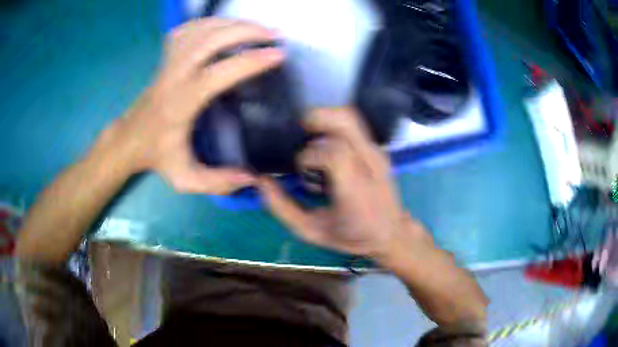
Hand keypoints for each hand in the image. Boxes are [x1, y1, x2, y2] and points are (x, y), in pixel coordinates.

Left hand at [94, 18, 283, 193]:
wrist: (130, 139)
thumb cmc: (157, 155)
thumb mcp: (184, 178)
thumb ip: (216, 183)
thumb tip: (252, 179)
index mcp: (181, 103)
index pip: (217, 73)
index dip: (249, 61)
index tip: (278, 54)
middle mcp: (174, 75)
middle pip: (210, 39)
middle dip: (245, 30)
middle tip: (274, 33)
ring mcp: (168, 61)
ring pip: (201, 28)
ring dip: (232, 23)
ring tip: (257, 27)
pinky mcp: (167, 55)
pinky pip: (189, 28)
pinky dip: (211, 22)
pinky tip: (225, 26)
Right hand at [260, 108, 424, 259]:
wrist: (392, 233)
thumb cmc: (353, 236)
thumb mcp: (312, 231)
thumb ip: (283, 209)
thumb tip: (261, 182)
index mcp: (354, 189)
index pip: (333, 153)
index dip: (310, 156)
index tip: (303, 173)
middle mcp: (369, 164)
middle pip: (346, 121)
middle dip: (317, 119)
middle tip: (300, 132)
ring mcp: (377, 153)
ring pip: (351, 118)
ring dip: (325, 119)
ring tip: (310, 135)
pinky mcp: (378, 149)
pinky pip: (354, 126)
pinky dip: (334, 126)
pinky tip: (325, 144)